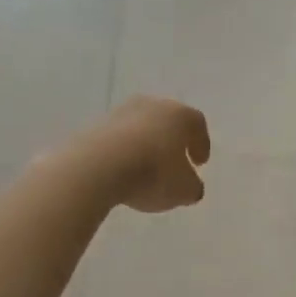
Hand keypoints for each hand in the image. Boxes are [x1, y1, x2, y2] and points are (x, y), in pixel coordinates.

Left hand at [89, 96, 211, 212]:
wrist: (96, 167)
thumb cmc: (152, 174)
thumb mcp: (184, 190)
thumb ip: (193, 187)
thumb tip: (191, 186)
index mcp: (179, 115)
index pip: (197, 124)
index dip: (201, 143)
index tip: (200, 163)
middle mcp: (151, 105)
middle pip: (167, 121)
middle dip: (172, 142)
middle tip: (175, 163)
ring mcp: (119, 113)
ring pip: (140, 128)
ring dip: (146, 146)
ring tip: (145, 170)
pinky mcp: (94, 126)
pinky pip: (117, 139)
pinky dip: (123, 153)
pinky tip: (122, 172)